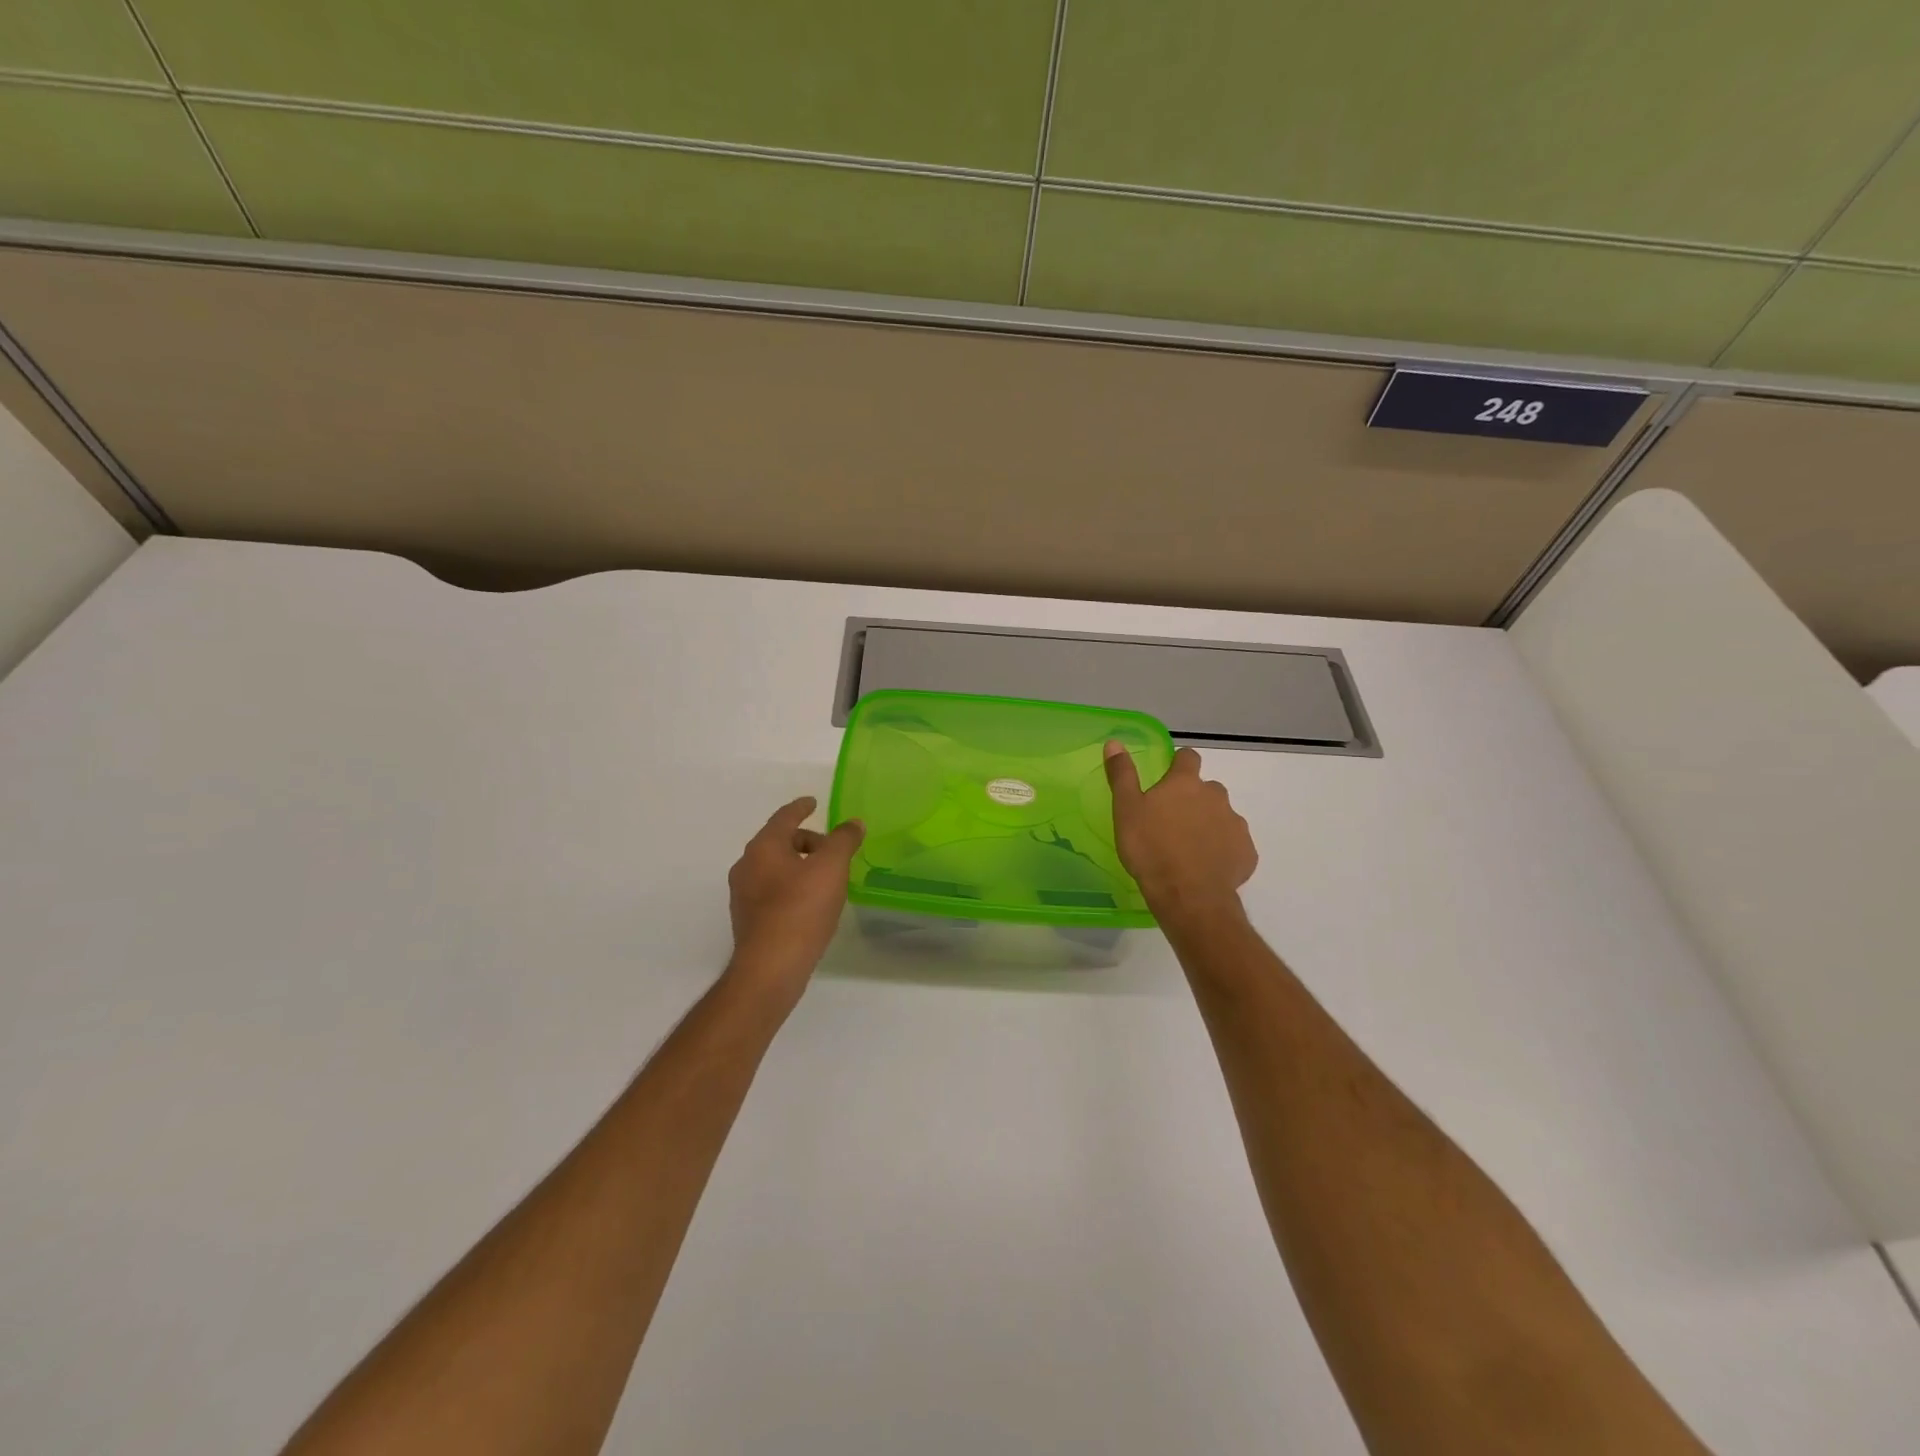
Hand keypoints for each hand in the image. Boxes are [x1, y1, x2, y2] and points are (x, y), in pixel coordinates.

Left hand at [725, 797, 864, 1003]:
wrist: (770, 968)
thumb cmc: (801, 910)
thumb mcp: (831, 868)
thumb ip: (843, 840)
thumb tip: (853, 824)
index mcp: (763, 847)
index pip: (784, 817)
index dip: (801, 807)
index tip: (813, 802)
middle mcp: (746, 866)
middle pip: (778, 842)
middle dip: (806, 841)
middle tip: (832, 850)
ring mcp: (743, 894)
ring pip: (774, 867)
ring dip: (799, 866)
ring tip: (825, 879)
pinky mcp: (747, 919)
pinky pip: (772, 890)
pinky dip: (791, 887)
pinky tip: (810, 904)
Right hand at [1104, 743, 1256, 921]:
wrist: (1188, 896)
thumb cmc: (1151, 849)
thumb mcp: (1126, 810)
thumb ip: (1122, 775)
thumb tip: (1114, 742)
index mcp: (1185, 783)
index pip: (1188, 757)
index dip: (1179, 764)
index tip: (1168, 778)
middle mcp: (1215, 796)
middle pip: (1207, 789)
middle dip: (1193, 799)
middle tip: (1172, 821)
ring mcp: (1235, 824)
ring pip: (1221, 816)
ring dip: (1208, 824)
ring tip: (1189, 848)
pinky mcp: (1246, 852)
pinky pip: (1233, 844)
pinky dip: (1222, 850)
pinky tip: (1206, 866)